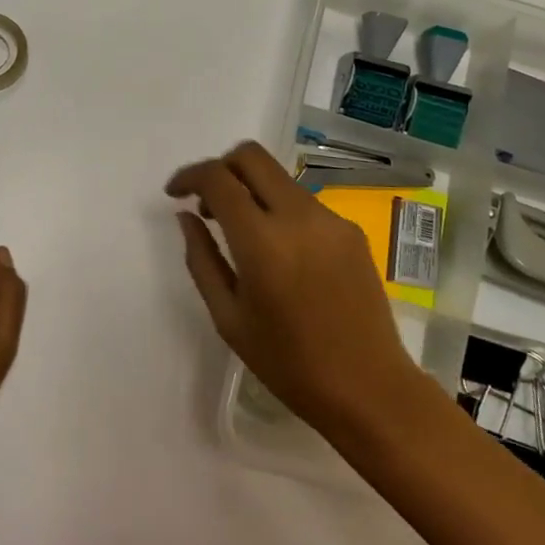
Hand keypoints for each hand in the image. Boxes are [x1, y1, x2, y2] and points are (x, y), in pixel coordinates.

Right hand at [166, 141, 424, 436]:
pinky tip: (279, 252)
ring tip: (241, 234)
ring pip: (279, 177)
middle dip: (221, 168)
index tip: (175, 193)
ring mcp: (330, 219)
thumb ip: (201, 258)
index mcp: (262, 242)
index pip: (218, 178)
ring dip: (251, 189)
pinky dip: (279, 210)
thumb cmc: (288, 363)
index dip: (189, 176)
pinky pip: (303, 202)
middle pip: (251, 156)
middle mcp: (298, 216)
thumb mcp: (228, 317)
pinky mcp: (351, 230)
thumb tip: (186, 216)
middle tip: (207, 203)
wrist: (369, 388)